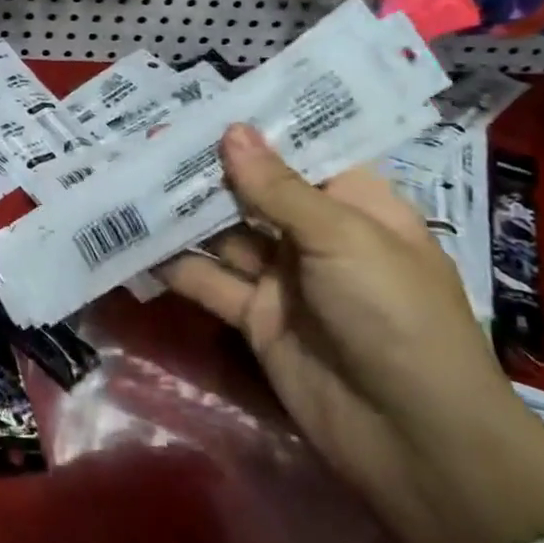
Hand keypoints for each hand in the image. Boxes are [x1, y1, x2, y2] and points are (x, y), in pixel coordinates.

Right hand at [159, 124, 543, 542]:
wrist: (413, 439)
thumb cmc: (396, 316)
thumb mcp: (342, 238)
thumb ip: (278, 187)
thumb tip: (231, 130)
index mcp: (356, 206)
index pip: (302, 153)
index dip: (257, 129)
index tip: (203, 103)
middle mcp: (316, 235)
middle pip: (254, 191)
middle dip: (207, 168)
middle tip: (149, 138)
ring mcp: (283, 278)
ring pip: (224, 234)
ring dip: (183, 213)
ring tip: (130, 178)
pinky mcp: (255, 318)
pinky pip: (209, 281)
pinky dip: (175, 264)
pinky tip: (134, 241)